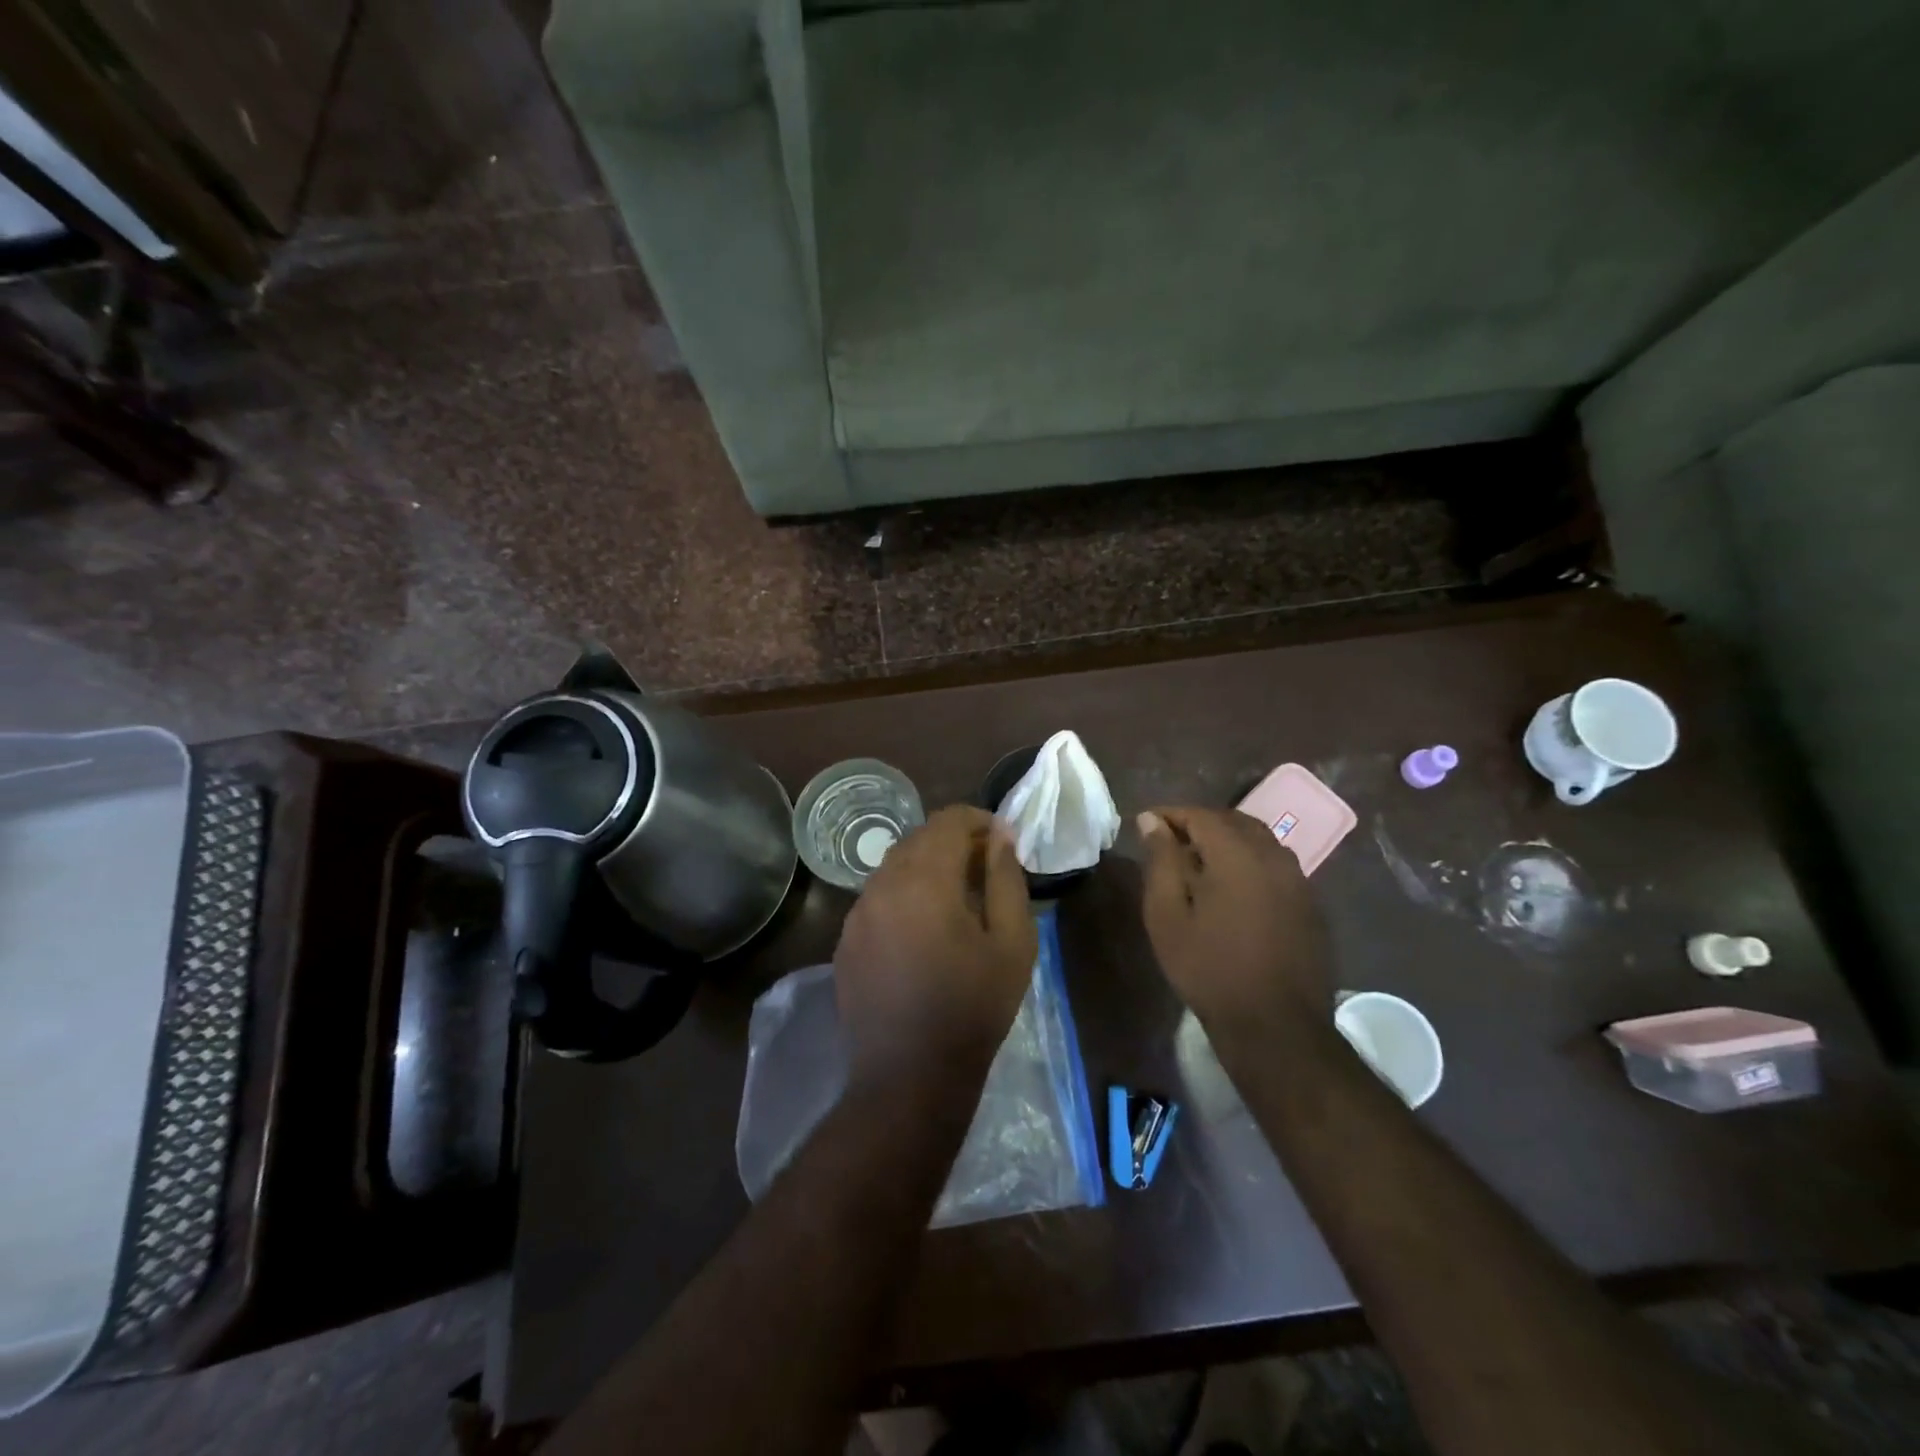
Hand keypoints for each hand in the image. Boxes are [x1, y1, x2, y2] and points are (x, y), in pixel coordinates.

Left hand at [833, 805, 1036, 1095]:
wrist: (909, 1077)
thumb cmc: (972, 1009)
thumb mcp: (1013, 943)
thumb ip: (1007, 879)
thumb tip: (1001, 837)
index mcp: (924, 880)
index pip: (948, 821)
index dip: (978, 821)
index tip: (1002, 841)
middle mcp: (882, 885)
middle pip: (918, 838)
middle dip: (954, 842)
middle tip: (984, 868)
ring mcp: (857, 913)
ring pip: (894, 866)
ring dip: (926, 867)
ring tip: (956, 898)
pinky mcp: (845, 940)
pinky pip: (877, 898)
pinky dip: (903, 894)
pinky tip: (922, 929)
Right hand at [1137, 806, 1331, 1030]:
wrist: (1275, 1026)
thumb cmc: (1209, 968)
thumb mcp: (1167, 915)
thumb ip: (1161, 861)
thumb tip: (1152, 821)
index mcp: (1237, 854)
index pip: (1200, 815)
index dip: (1171, 815)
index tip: (1146, 824)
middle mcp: (1273, 856)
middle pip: (1233, 821)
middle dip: (1200, 824)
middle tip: (1170, 841)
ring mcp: (1298, 880)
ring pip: (1259, 841)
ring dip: (1228, 841)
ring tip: (1199, 863)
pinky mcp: (1310, 903)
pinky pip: (1276, 865)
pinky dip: (1250, 861)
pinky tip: (1233, 889)